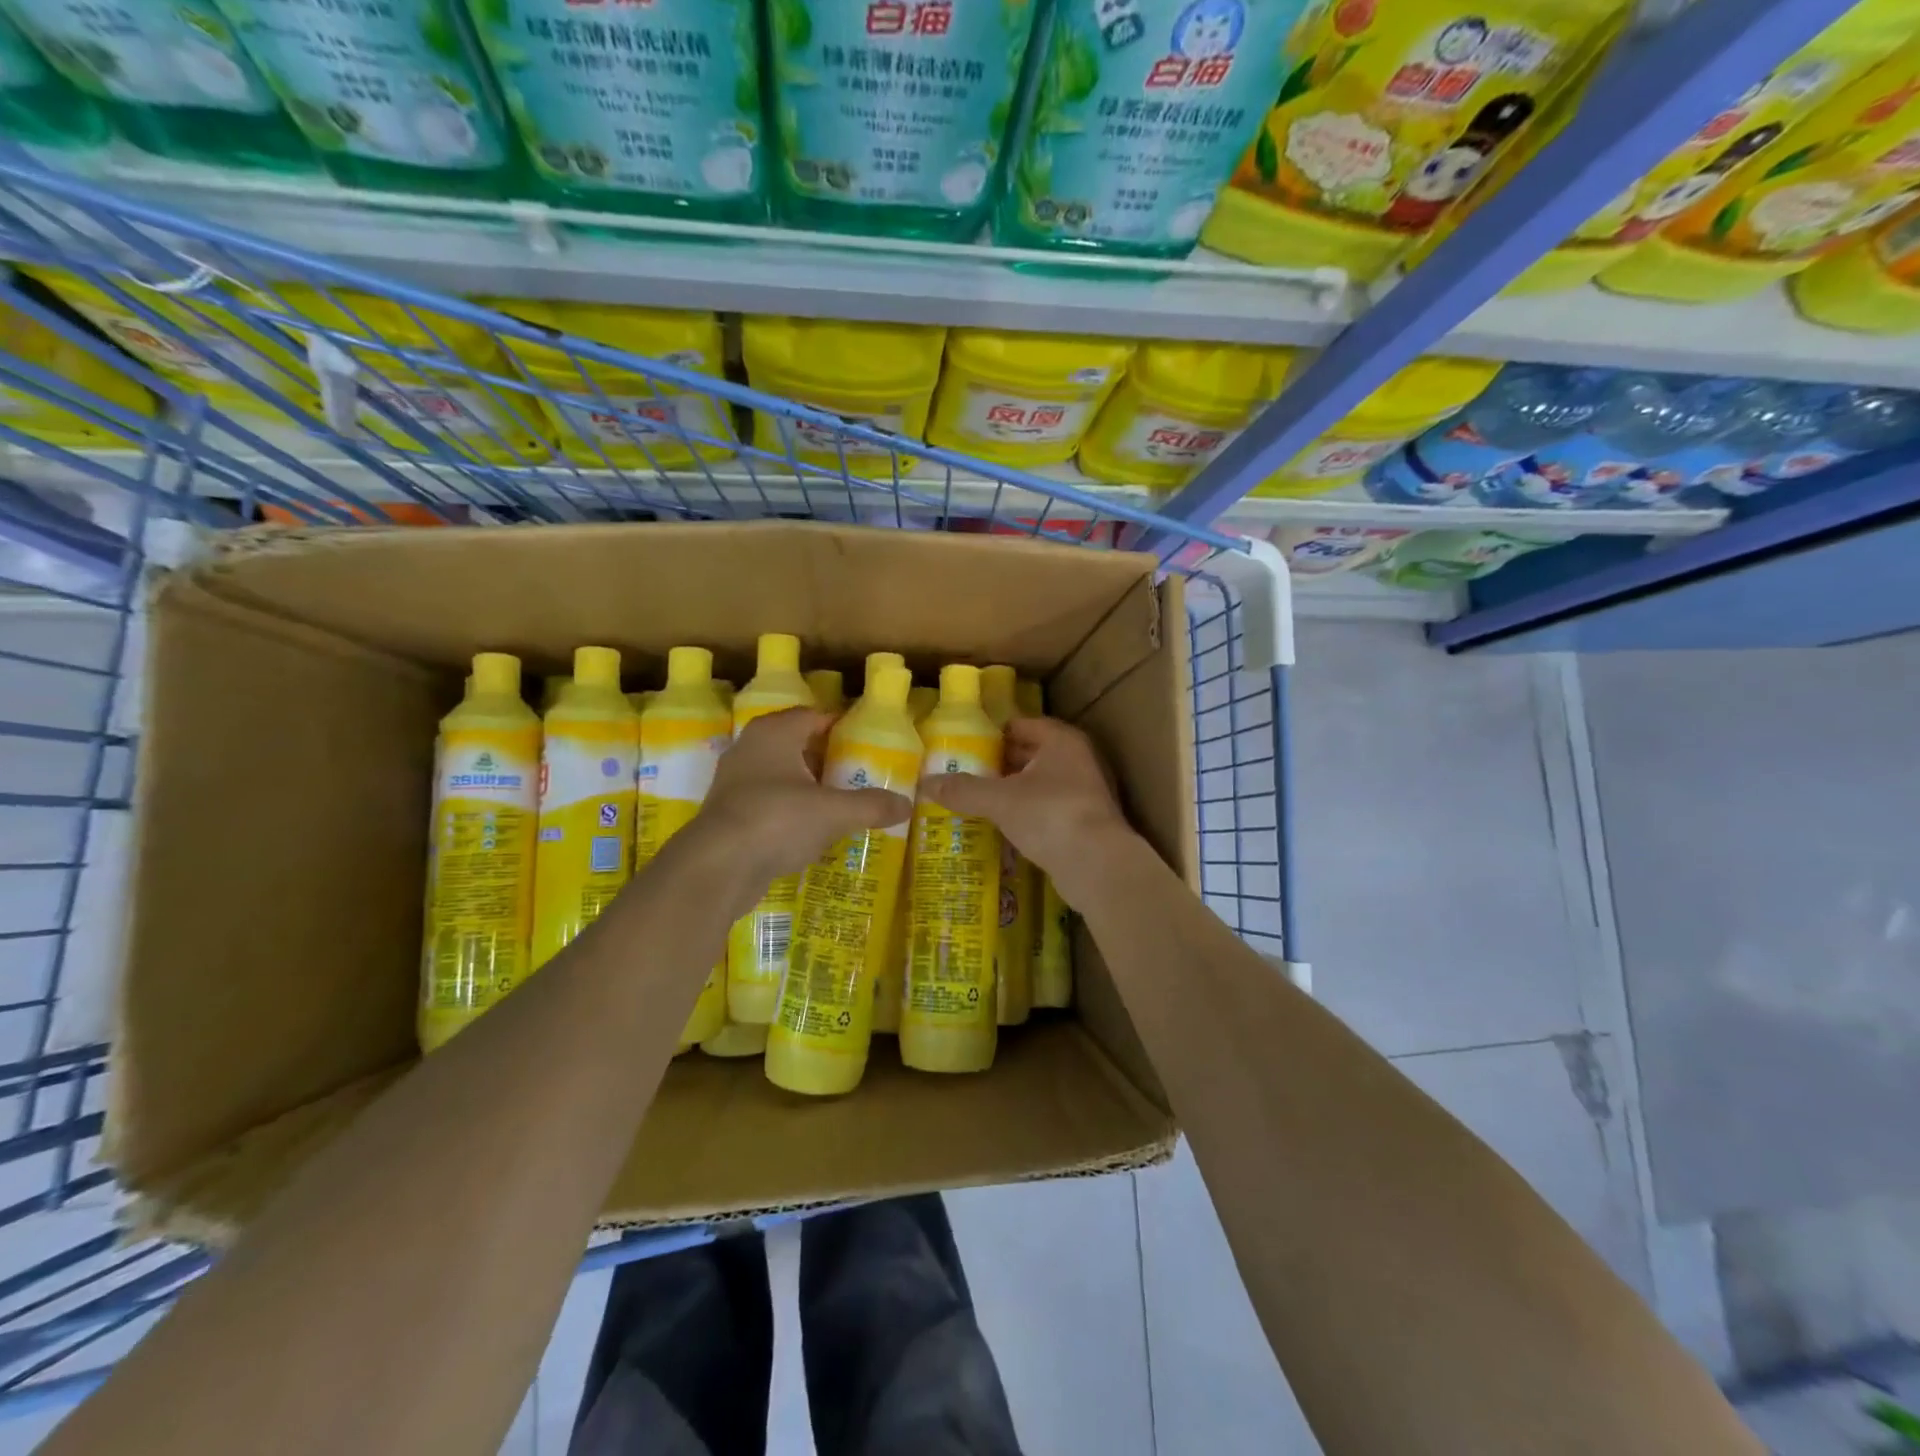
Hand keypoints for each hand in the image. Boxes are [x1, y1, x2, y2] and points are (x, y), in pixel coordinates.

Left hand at [692, 708, 911, 905]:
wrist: (717, 867)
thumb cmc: (777, 820)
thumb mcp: (834, 812)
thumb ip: (871, 805)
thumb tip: (907, 805)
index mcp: (775, 732)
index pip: (814, 716)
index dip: (841, 726)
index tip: (867, 742)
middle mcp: (751, 748)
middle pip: (797, 744)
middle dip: (826, 757)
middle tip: (858, 773)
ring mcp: (735, 781)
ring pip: (781, 775)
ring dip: (808, 786)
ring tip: (840, 801)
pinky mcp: (729, 813)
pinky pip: (769, 802)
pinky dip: (791, 810)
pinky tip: (812, 829)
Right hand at [921, 717, 1134, 899]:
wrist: (1098, 866)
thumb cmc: (1050, 815)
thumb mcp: (1000, 800)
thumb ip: (964, 789)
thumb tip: (926, 783)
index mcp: (1061, 740)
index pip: (1020, 724)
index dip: (992, 733)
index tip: (962, 744)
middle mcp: (1076, 760)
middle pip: (1029, 754)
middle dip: (998, 763)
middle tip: (961, 772)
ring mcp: (1083, 792)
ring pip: (1037, 784)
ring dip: (1010, 790)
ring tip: (973, 798)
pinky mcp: (1082, 822)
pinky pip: (1044, 809)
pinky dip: (1023, 813)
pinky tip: (999, 824)